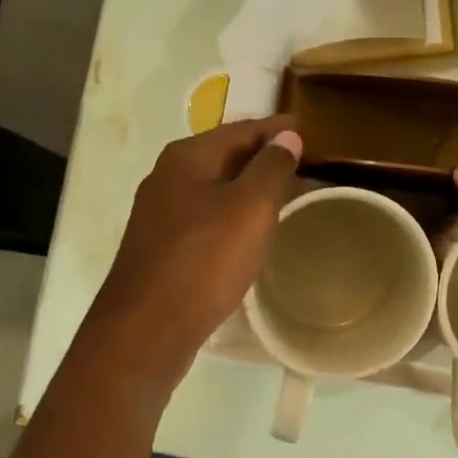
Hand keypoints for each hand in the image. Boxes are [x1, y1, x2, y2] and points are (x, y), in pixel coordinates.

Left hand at [91, 116, 302, 369]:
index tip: (310, 130)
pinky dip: (232, 215)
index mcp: (187, 157)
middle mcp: (167, 177)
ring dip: (248, 188)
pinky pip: (206, 218)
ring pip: (214, 189)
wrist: (148, 328)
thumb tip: (287, 136)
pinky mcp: (161, 247)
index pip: (242, 129)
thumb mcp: (250, 208)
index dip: (278, 129)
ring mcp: (160, 214)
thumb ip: (271, 168)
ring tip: (284, 195)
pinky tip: (249, 232)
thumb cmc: (204, 261)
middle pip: (225, 156)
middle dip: (263, 157)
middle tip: (304, 163)